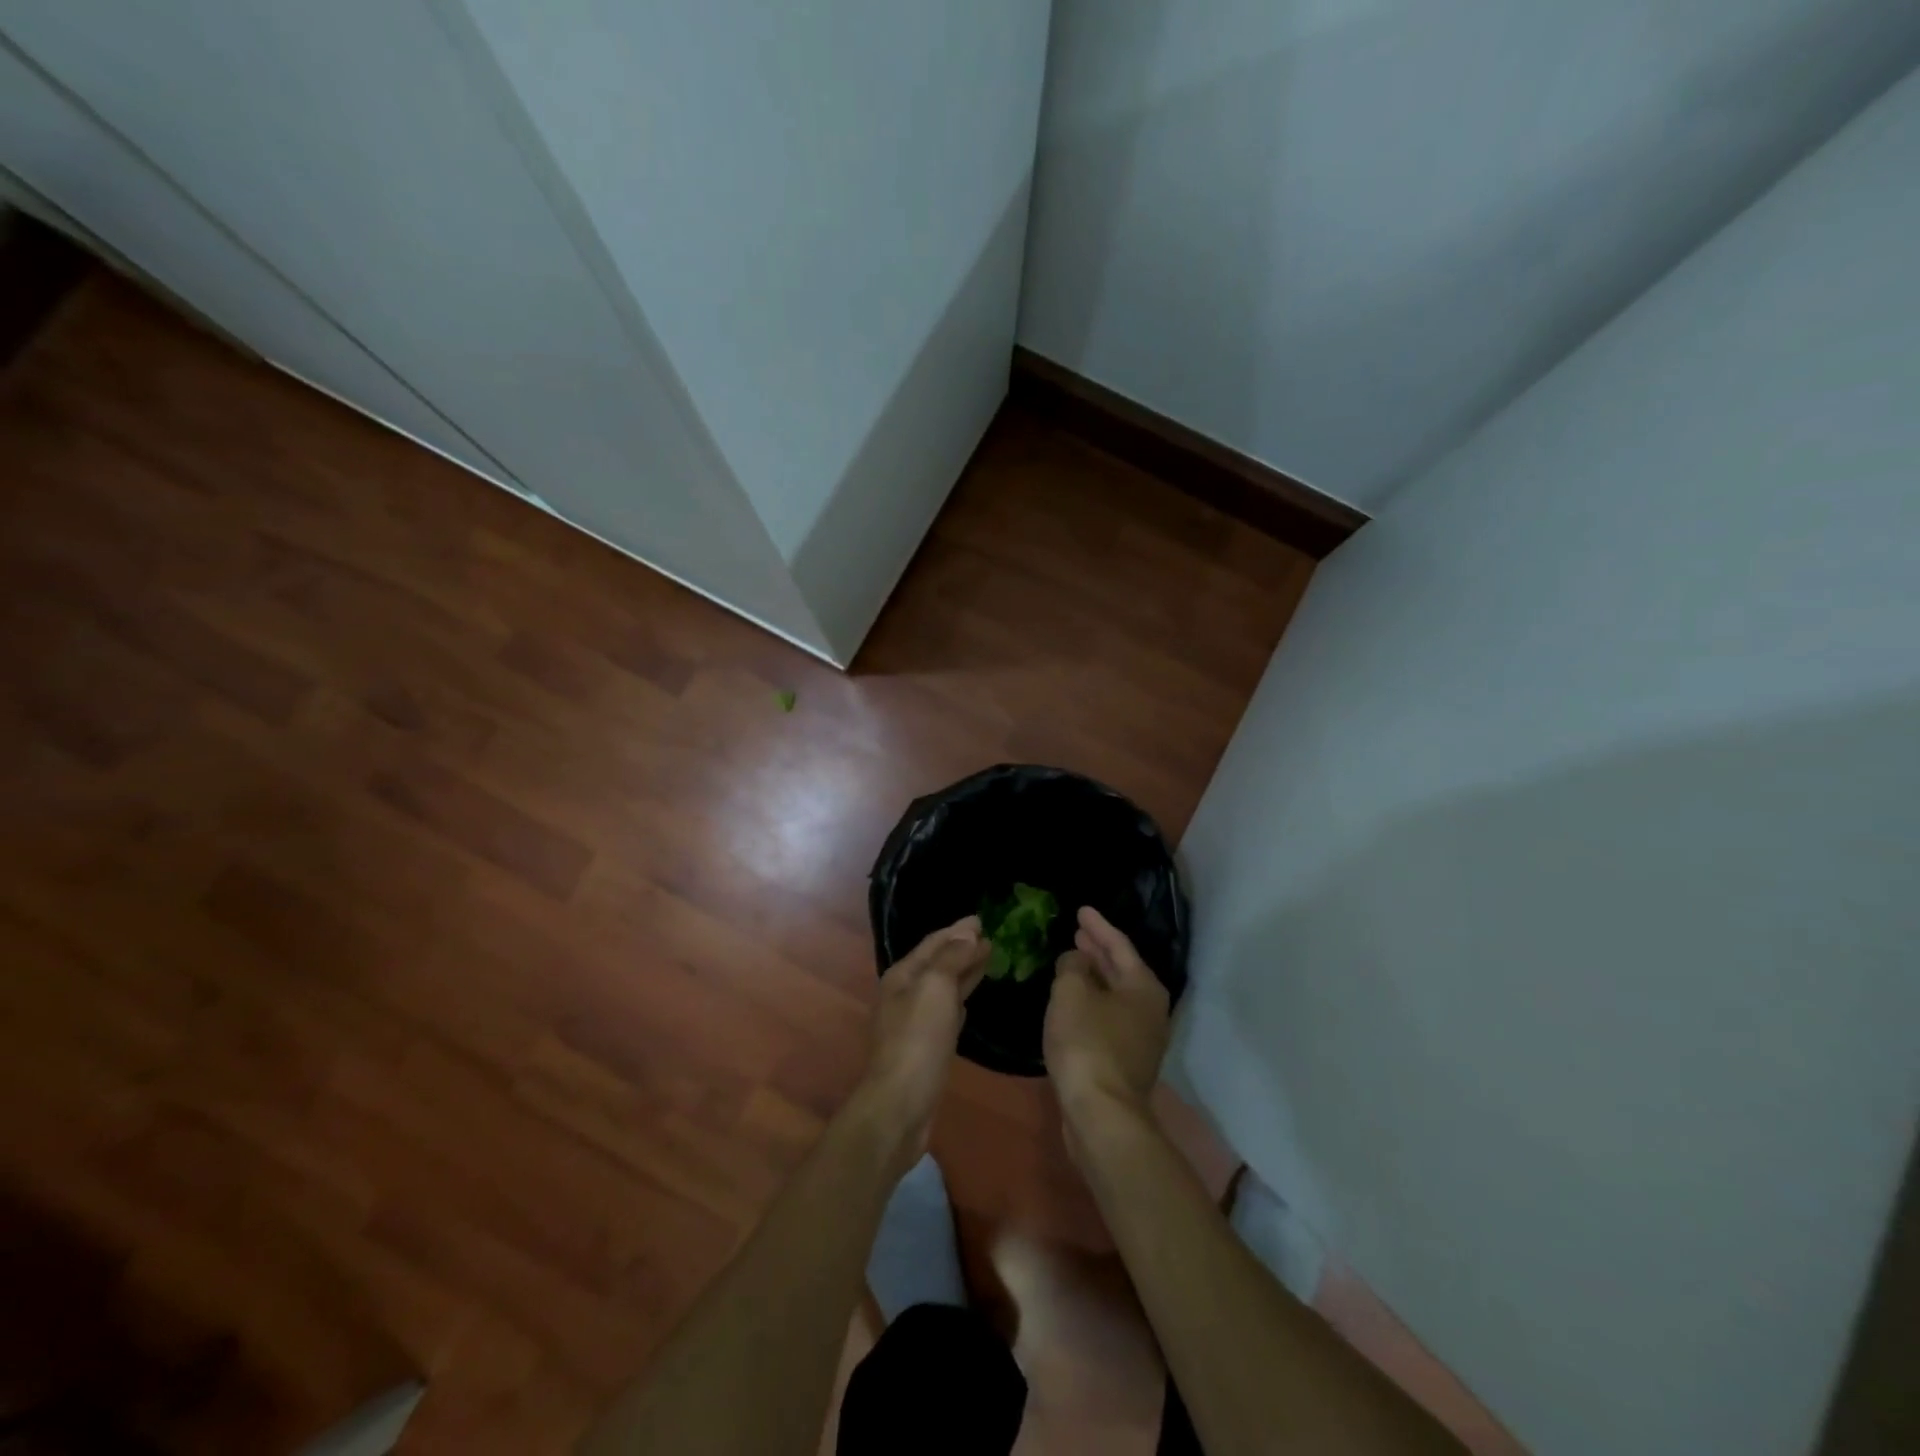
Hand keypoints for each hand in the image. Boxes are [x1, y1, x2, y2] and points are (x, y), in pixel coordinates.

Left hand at [859, 917, 988, 1160]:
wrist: (901, 1103)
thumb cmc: (918, 1039)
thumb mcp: (936, 988)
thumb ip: (952, 958)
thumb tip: (968, 933)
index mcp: (903, 975)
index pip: (933, 943)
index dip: (958, 930)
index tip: (983, 919)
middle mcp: (904, 994)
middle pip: (937, 963)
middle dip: (962, 948)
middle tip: (990, 937)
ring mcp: (913, 1021)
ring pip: (943, 987)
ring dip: (963, 972)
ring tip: (987, 960)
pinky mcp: (925, 1046)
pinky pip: (945, 1012)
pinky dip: (959, 1000)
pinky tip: (969, 1001)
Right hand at [1045, 907, 1169, 1140]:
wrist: (1101, 1113)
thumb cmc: (1087, 1043)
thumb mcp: (1071, 992)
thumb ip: (1072, 967)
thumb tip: (1076, 960)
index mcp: (1144, 987)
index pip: (1120, 945)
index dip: (1098, 926)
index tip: (1081, 910)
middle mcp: (1151, 1010)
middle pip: (1122, 970)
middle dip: (1098, 951)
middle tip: (1077, 933)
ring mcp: (1142, 1040)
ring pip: (1115, 996)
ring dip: (1094, 978)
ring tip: (1072, 963)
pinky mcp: (1127, 1063)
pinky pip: (1108, 1019)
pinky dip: (1092, 1003)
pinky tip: (1073, 1004)